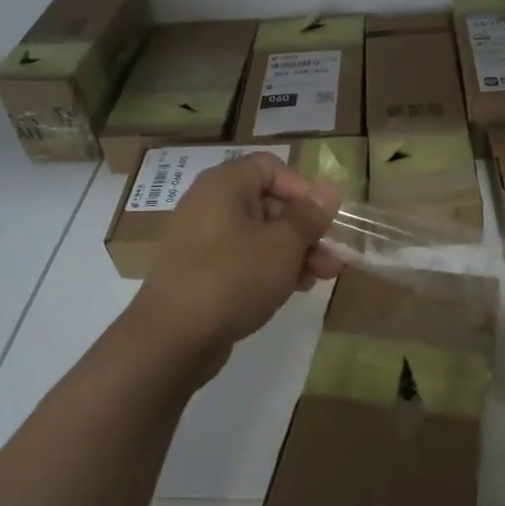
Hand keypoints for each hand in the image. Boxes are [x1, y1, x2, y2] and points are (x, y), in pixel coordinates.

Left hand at [132, 154, 342, 371]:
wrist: (172, 338)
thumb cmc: (234, 278)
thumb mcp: (283, 245)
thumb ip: (309, 215)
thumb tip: (330, 189)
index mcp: (225, 184)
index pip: (271, 167)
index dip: (302, 189)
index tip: (322, 220)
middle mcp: (209, 203)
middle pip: (268, 202)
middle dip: (305, 229)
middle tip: (332, 258)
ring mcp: (202, 239)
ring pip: (259, 234)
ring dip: (294, 252)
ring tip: (320, 278)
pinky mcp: (200, 271)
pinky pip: (242, 258)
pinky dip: (269, 268)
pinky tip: (292, 289)